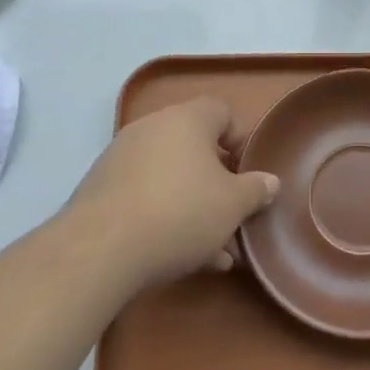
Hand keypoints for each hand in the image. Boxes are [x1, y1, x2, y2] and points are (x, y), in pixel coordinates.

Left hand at [64, 97, 280, 291]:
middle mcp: (152, 127)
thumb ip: (256, 190)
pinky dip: (163, 217)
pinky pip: (144, 196)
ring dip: (193, 208)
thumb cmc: (180, 213)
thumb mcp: (233, 205)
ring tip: (212, 251)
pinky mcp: (99, 189)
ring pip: (170, 178)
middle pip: (194, 148)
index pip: (221, 112)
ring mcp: (121, 157)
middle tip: (232, 216)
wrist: (99, 249)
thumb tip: (270, 181)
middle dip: (217, 184)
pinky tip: (179, 257)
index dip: (239, 140)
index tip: (247, 174)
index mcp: (187, 119)